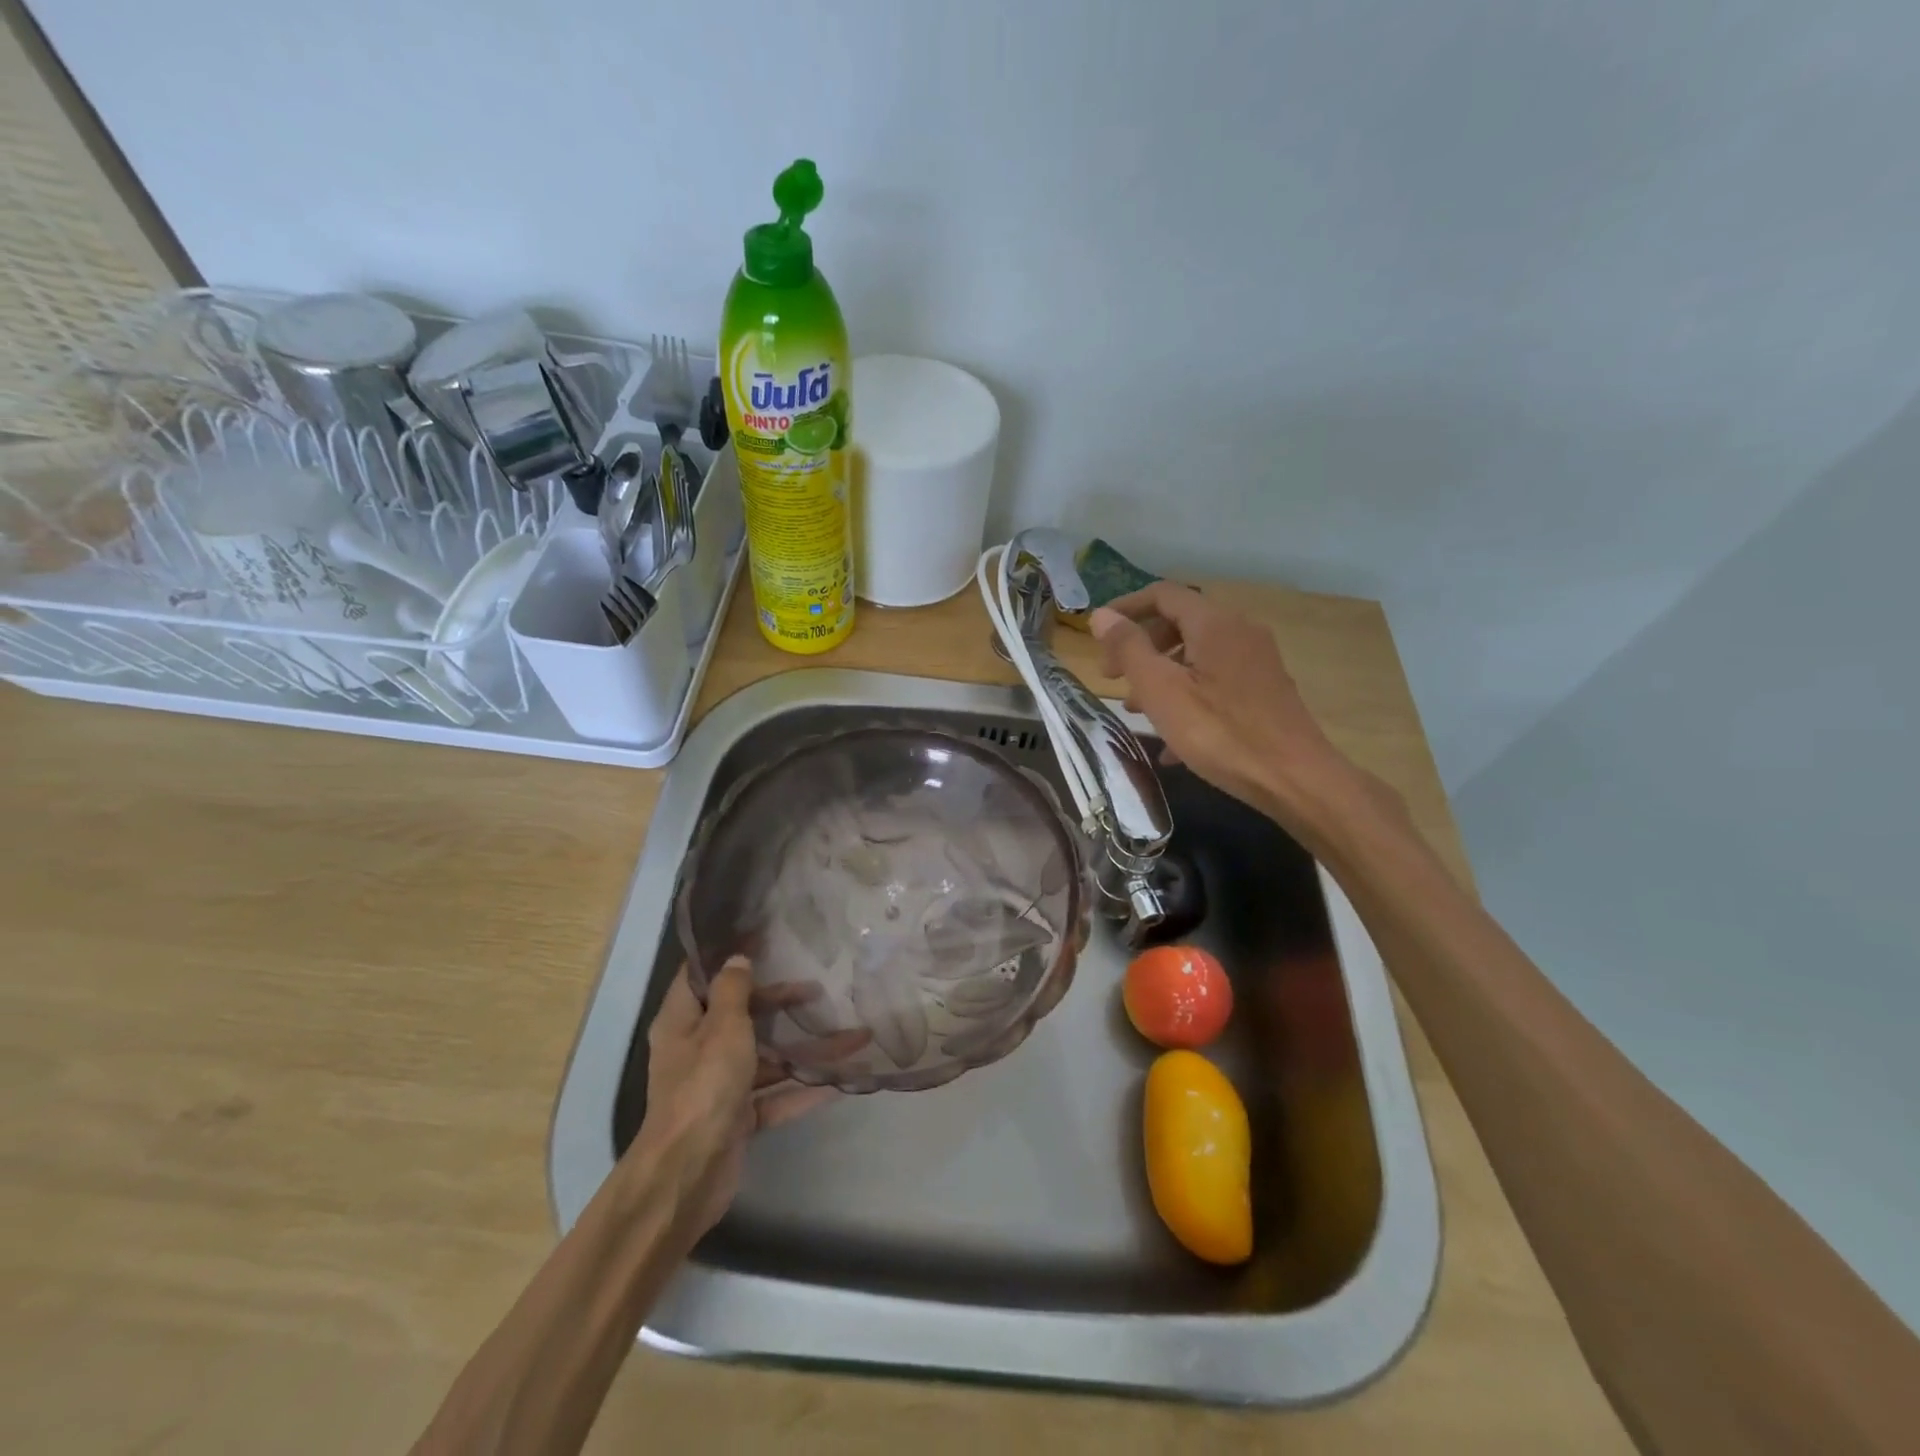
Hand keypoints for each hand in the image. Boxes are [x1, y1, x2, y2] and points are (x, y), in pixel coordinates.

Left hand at [630, 960, 834, 1244]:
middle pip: (744, 1016)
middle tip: (819, 990)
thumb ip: (733, 990)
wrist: (687, 1174)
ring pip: (768, 1058)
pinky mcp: (739, 1118)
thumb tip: (738, 959)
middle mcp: (699, 1050)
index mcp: (683, 1022)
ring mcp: (720, 1086)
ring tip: (854, 1038)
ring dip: (807, 1050)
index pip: (702, 977)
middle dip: (782, 1004)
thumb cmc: (703, 1086)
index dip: (730, 957)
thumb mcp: (722, 1027)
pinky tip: (841, 1082)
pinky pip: (776, 1095)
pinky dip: (805, 1089)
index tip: (764, 938)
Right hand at [1090, 582, 1362, 837]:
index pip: (1162, 594)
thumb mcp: (1161, 691)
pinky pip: (1215, 682)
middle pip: (1179, 623)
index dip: (1125, 608)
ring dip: (1161, 675)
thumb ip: (1129, 649)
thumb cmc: (1220, 733)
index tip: (1097, 635)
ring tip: (1138, 711)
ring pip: (1196, 655)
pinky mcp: (1265, 690)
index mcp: (1214, 623)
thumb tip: (1102, 616)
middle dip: (1141, 647)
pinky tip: (1171, 743)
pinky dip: (1187, 697)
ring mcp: (1256, 661)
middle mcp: (1239, 631)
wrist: (1295, 778)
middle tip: (1114, 680)